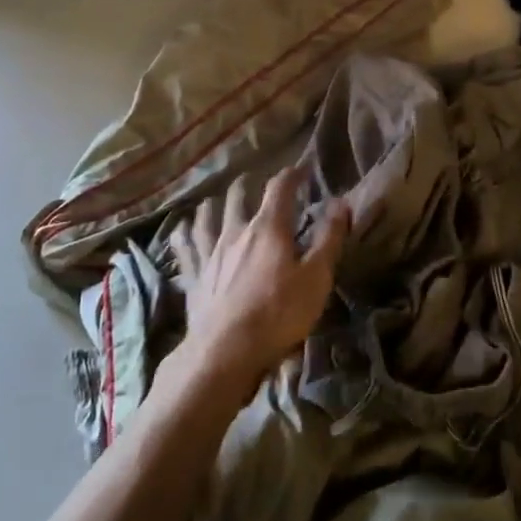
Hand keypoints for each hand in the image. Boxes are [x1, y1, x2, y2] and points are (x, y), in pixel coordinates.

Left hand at [169, 166, 349, 389]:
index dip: (291, 175)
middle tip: (254, 182)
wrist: (226, 351)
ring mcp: (210, 254)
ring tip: (214, 199)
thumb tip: (340, 202)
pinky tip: (180, 230)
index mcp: (268, 228)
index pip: (279, 189)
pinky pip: (185, 247)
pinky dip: (184, 234)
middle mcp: (235, 232)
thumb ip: (329, 238)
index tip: (301, 169)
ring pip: (207, 218)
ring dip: (214, 204)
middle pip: (238, 198)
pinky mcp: (194, 276)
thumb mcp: (316, 277)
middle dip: (248, 186)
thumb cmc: (279, 313)